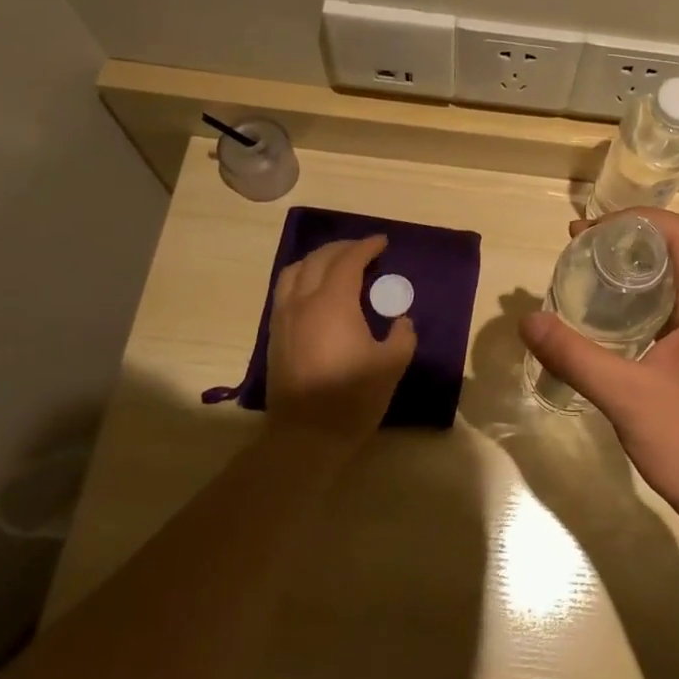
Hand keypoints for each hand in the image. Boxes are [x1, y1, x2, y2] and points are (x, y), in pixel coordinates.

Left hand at [266, 235, 415, 453]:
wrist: (306, 436)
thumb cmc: (353, 398)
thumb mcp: (392, 365)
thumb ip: (402, 335)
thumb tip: (401, 320)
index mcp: (333, 303)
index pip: (349, 261)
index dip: (366, 247)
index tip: (382, 242)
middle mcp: (303, 302)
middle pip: (319, 260)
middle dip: (343, 248)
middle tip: (363, 249)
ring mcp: (284, 318)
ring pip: (294, 271)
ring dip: (317, 260)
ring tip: (336, 264)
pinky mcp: (276, 335)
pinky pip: (285, 291)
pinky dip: (302, 278)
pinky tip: (315, 291)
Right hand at [518, 209, 678, 543]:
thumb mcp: (627, 398)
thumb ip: (575, 356)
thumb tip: (528, 321)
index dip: (636, 219)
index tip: (590, 230)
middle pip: (677, 250)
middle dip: (627, 240)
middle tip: (578, 249)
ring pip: (676, 281)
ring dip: (635, 271)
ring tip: (588, 276)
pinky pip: (675, 310)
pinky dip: (642, 302)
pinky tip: (610, 322)